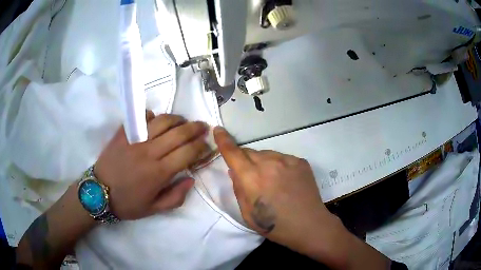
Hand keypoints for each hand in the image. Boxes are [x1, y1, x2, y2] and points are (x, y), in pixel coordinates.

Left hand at [94, 112, 209, 219]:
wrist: (98, 193)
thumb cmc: (127, 203)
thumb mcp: (154, 209)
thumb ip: (176, 197)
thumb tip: (191, 179)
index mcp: (159, 172)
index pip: (187, 153)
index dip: (201, 146)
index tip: (207, 144)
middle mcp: (150, 152)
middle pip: (178, 133)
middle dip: (195, 128)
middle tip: (203, 126)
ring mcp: (135, 140)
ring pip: (162, 121)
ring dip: (177, 119)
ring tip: (183, 121)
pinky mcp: (123, 134)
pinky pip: (141, 118)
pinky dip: (152, 116)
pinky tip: (155, 120)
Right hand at [213, 126, 336, 251]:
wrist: (308, 225)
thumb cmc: (274, 225)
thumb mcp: (247, 213)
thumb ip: (238, 188)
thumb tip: (234, 170)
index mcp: (252, 177)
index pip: (232, 152)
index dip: (223, 140)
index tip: (218, 130)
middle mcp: (268, 162)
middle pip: (249, 152)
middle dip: (245, 161)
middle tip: (251, 177)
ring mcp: (287, 160)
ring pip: (266, 154)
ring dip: (263, 163)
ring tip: (272, 182)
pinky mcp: (300, 161)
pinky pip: (282, 158)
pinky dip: (279, 166)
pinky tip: (286, 181)